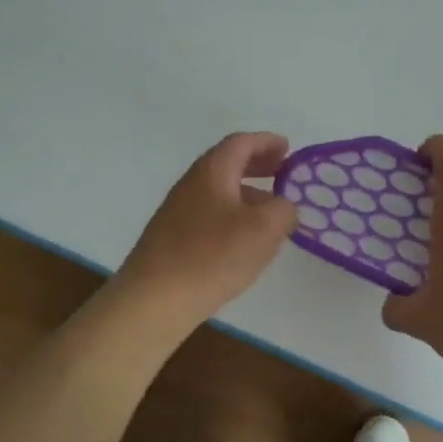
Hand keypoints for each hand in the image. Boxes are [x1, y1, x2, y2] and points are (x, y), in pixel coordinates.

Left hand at [114, 132, 298, 328]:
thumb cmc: (212, 256)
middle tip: (282, 174)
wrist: (154, 299)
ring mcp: (177, 213)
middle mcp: (191, 185)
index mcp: (212, 171)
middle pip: (227, 164)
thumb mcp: (264, 229)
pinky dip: (232, 217)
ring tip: (271, 214)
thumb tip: (283, 207)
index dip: (266, 142)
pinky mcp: (172, 239)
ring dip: (246, 195)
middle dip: (257, 166)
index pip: (241, 143)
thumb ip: (283, 210)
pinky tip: (243, 242)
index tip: (288, 149)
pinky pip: (209, 216)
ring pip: (218, 192)